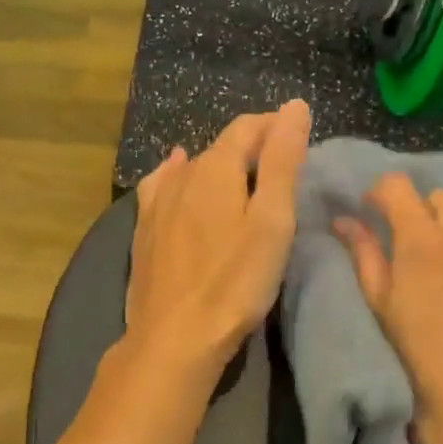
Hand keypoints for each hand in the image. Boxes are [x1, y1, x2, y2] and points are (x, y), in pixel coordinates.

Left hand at [126, 101, 311, 378]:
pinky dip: (178, 175)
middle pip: (221, 147)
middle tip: (280, 163)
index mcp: (215, 168)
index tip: (298, 134)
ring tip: (241, 174)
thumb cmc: (235, 282)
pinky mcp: (144, 230)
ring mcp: (157, 203)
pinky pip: (162, 186)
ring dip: (219, 164)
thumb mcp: (272, 221)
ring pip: (192, 167)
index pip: (247, 128)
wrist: (174, 337)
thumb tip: (294, 106)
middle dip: (251, 146)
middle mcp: (181, 175)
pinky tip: (176, 174)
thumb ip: (282, 161)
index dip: (274, 125)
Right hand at [335, 173, 442, 443]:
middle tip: (414, 248)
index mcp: (421, 237)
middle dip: (421, 213)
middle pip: (439, 198)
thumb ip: (364, 253)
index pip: (398, 186)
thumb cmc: (418, 352)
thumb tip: (344, 219)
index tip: (374, 213)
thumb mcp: (381, 303)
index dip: (381, 193)